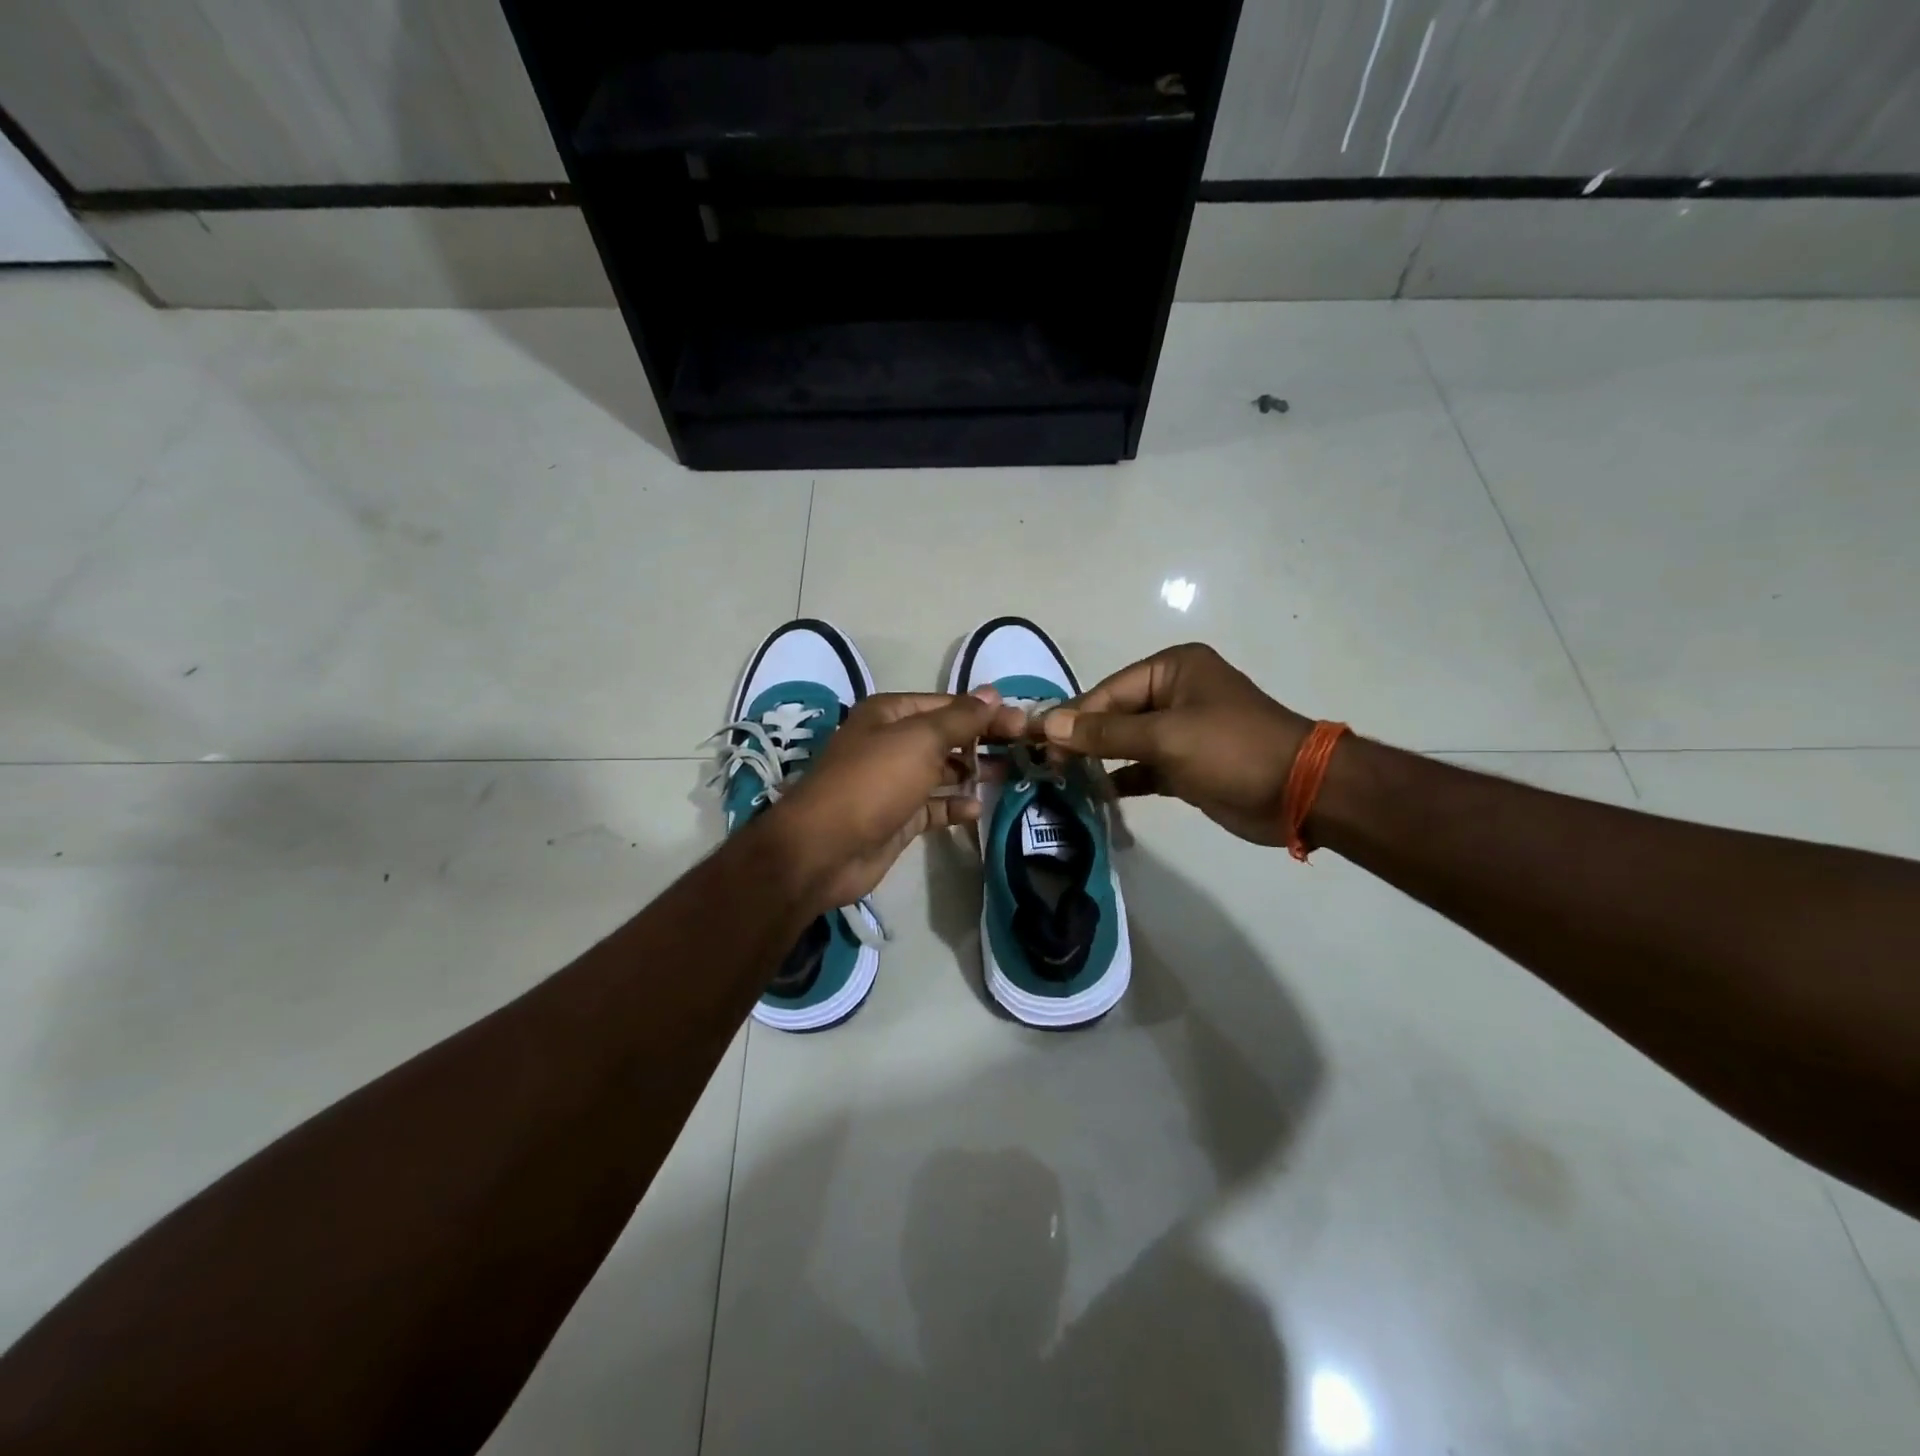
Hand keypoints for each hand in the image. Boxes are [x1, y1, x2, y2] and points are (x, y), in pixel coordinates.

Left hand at [767, 688, 1026, 910]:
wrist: (825, 848)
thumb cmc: (874, 781)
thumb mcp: (920, 739)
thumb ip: (960, 718)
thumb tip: (993, 693)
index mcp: (891, 714)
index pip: (948, 704)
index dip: (986, 712)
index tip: (1024, 724)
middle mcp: (891, 742)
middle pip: (947, 736)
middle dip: (983, 740)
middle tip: (1025, 749)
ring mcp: (894, 782)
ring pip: (942, 770)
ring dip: (973, 771)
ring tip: (1010, 774)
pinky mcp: (898, 818)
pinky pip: (934, 806)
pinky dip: (955, 805)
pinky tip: (977, 808)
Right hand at [1041, 644, 1311, 846]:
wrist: (1300, 793)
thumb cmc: (1231, 750)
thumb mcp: (1165, 737)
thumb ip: (1104, 733)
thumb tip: (1049, 725)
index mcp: (1172, 669)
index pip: (1108, 691)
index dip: (1071, 717)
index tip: (1035, 742)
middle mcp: (1174, 693)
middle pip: (1113, 714)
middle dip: (1081, 739)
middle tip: (1044, 766)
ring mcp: (1180, 730)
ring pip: (1125, 742)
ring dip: (1097, 760)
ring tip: (1059, 779)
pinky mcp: (1186, 764)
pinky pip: (1142, 766)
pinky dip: (1121, 779)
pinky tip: (1094, 793)